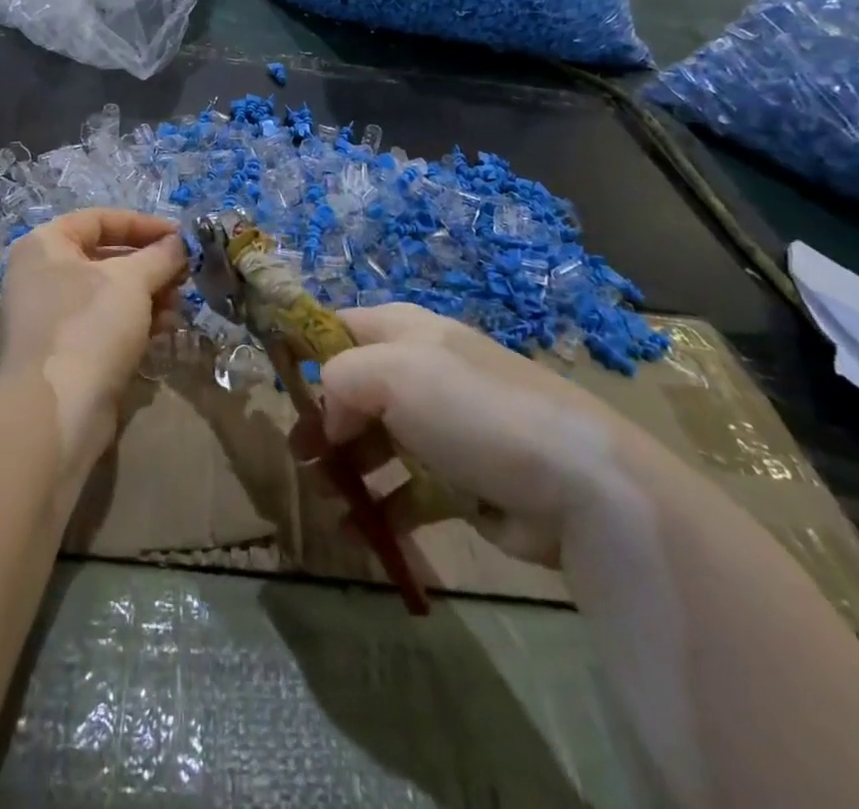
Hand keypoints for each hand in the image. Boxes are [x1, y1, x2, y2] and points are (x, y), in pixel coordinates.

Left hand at [0, 208, 189, 472]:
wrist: (57, 410)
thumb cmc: (90, 325)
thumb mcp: (132, 280)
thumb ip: (160, 255)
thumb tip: (180, 243)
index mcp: (45, 245)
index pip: (100, 219)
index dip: (143, 224)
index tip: (181, 237)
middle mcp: (41, 275)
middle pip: (105, 257)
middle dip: (150, 264)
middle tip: (185, 273)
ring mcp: (50, 315)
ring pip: (109, 292)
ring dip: (149, 294)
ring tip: (180, 305)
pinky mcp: (64, 350)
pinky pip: (104, 323)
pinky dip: (135, 321)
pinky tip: (166, 329)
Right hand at [313, 304, 653, 567]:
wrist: (578, 484)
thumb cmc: (472, 410)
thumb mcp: (392, 372)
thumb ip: (340, 378)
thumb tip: (327, 415)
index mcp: (406, 330)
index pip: (340, 326)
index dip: (307, 351)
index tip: (280, 389)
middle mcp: (422, 370)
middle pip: (354, 388)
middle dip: (323, 421)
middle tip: (299, 458)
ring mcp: (443, 426)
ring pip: (377, 440)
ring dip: (346, 467)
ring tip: (325, 498)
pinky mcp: (462, 479)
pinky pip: (408, 489)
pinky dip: (383, 507)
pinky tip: (361, 531)